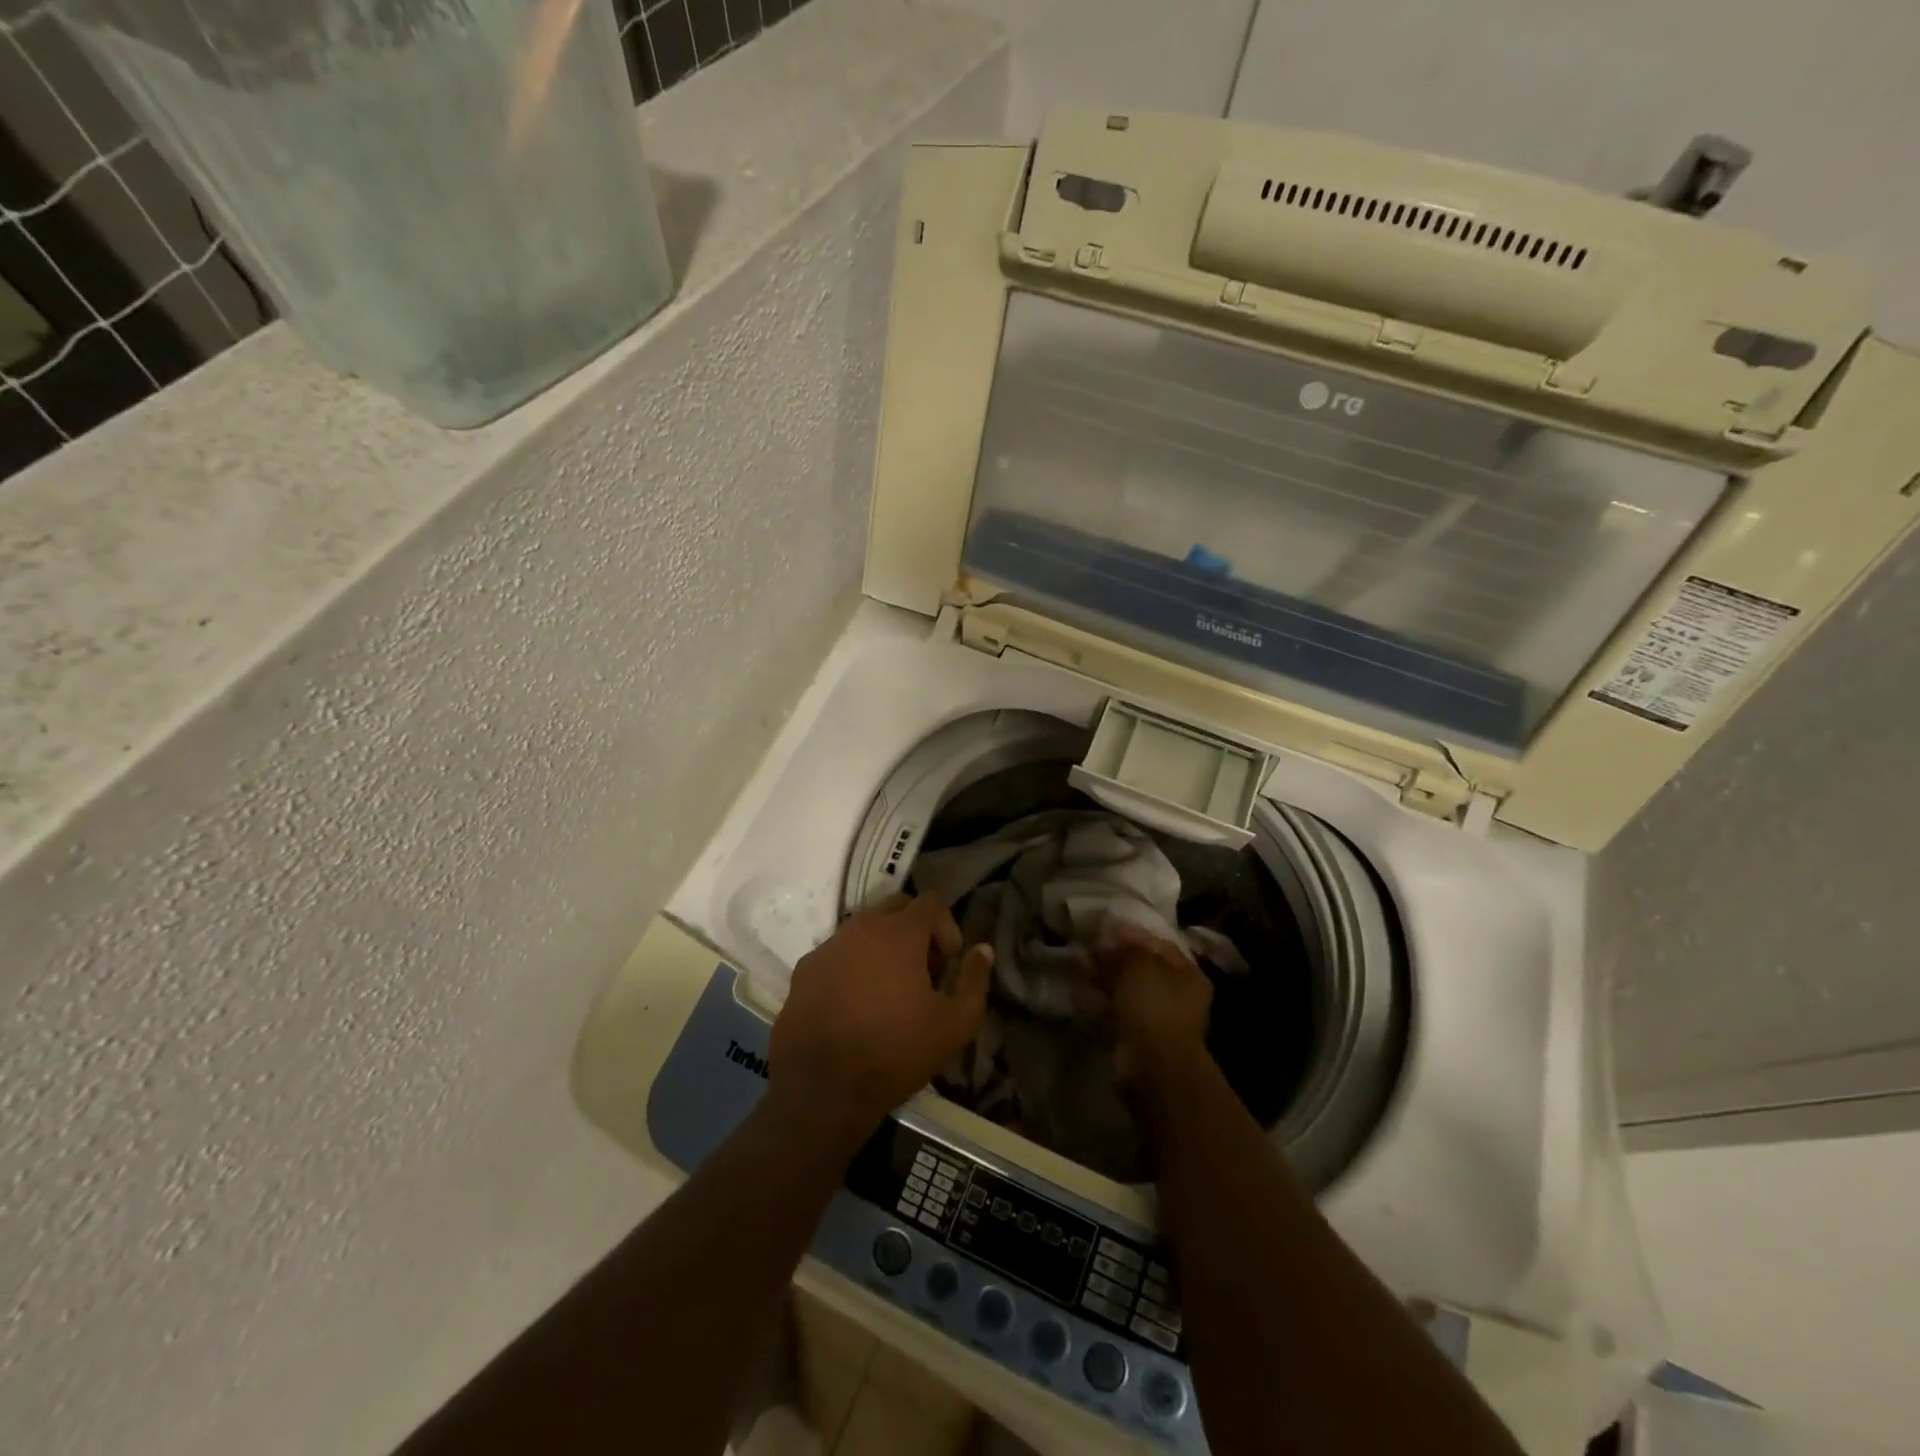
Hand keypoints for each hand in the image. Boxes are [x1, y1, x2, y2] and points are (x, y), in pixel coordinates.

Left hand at [769, 894, 993, 1141]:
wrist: (822, 1089)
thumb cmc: (895, 1052)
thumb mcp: (954, 1024)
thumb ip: (975, 980)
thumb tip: (983, 949)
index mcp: (899, 933)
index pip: (930, 901)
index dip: (947, 925)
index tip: (949, 961)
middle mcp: (861, 927)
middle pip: (896, 906)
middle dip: (916, 928)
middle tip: (924, 970)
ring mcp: (829, 946)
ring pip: (864, 928)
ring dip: (884, 945)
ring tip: (890, 989)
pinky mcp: (805, 969)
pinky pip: (838, 952)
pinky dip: (854, 965)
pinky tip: (856, 1003)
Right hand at [1093, 921, 1213, 1085]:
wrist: (1153, 1064)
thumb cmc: (1154, 1004)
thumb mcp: (1138, 964)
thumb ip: (1121, 950)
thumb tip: (1100, 946)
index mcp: (1188, 974)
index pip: (1160, 945)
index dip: (1133, 934)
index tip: (1107, 928)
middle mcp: (1177, 995)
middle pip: (1142, 967)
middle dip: (1115, 957)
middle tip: (1089, 948)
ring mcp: (1158, 1018)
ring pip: (1127, 989)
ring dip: (1105, 977)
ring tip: (1080, 966)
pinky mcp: (1138, 1036)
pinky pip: (1116, 1010)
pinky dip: (1101, 1000)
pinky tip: (1082, 991)